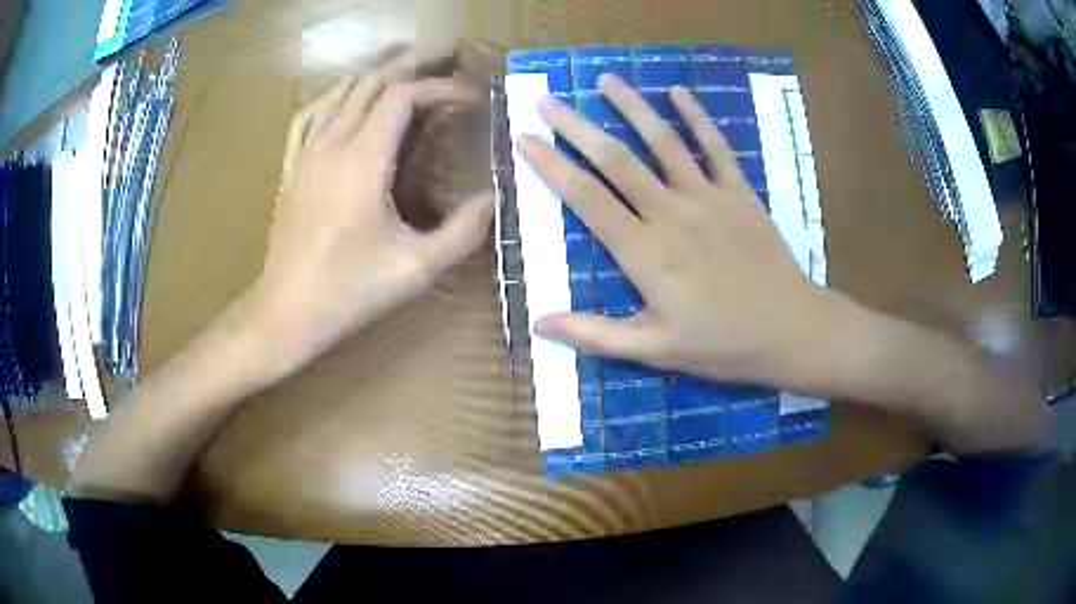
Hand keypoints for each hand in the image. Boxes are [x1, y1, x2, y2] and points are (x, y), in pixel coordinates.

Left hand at [250, 75, 492, 373]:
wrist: (286, 312)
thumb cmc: (348, 292)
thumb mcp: (416, 269)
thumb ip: (463, 232)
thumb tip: (495, 200)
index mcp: (363, 160)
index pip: (404, 96)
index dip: (441, 88)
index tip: (471, 98)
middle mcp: (333, 144)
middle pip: (373, 82)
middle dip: (412, 63)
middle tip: (445, 52)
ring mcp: (306, 153)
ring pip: (342, 92)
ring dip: (377, 74)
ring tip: (405, 66)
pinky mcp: (291, 168)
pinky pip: (309, 115)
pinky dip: (334, 96)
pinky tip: (345, 97)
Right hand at [519, 74, 840, 388]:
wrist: (790, 330)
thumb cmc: (721, 344)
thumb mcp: (655, 350)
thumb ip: (596, 335)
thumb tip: (540, 324)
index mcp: (645, 252)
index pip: (586, 198)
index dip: (552, 166)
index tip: (526, 138)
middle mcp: (671, 213)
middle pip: (616, 160)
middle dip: (576, 126)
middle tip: (547, 99)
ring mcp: (708, 197)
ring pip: (663, 142)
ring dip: (632, 107)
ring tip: (606, 80)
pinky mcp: (740, 193)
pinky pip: (716, 147)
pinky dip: (697, 117)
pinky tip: (678, 92)